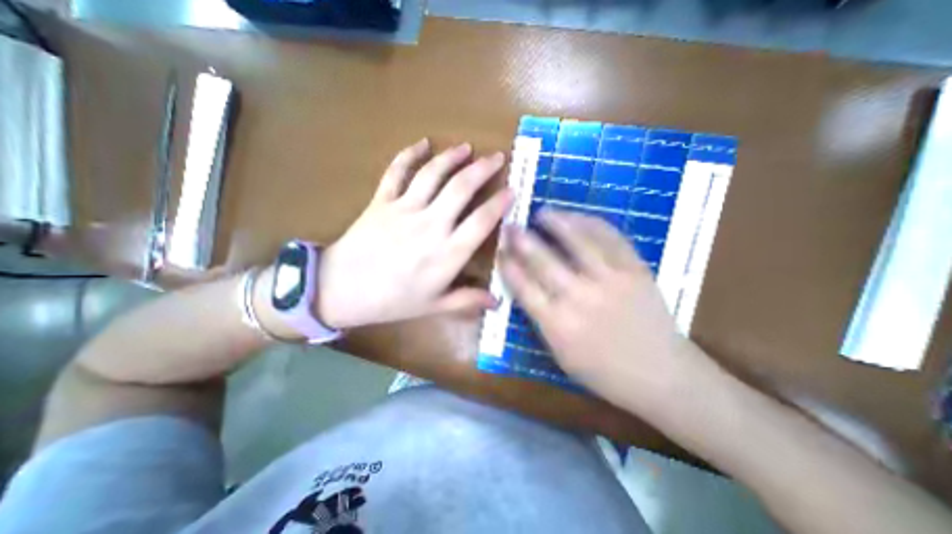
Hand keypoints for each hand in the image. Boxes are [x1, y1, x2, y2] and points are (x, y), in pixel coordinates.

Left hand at [316, 138, 513, 330]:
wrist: (340, 290)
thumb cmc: (392, 301)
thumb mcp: (433, 306)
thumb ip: (467, 301)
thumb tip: (498, 302)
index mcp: (447, 253)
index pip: (482, 221)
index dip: (500, 203)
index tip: (512, 190)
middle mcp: (430, 225)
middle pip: (461, 188)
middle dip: (483, 169)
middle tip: (497, 157)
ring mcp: (404, 209)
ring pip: (433, 174)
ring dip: (453, 156)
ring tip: (467, 148)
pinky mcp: (382, 201)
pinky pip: (397, 171)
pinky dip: (410, 153)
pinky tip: (423, 143)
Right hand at [502, 210, 697, 410]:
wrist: (662, 375)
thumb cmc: (604, 372)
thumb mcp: (561, 353)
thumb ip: (541, 319)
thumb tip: (524, 287)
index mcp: (558, 325)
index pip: (523, 287)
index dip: (508, 265)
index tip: (500, 250)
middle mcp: (581, 298)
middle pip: (544, 261)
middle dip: (522, 240)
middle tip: (512, 225)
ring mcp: (611, 281)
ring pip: (578, 241)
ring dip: (557, 222)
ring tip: (543, 211)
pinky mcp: (635, 270)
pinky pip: (610, 238)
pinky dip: (591, 222)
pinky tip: (577, 216)